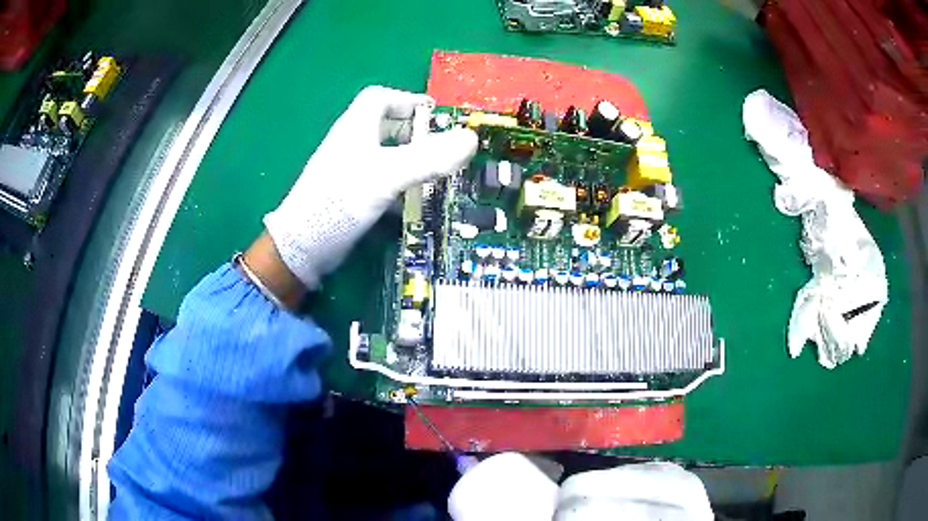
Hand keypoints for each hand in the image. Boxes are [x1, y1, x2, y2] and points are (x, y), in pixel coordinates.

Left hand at [261, 86, 477, 291]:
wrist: (303, 246)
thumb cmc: (341, 200)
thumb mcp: (387, 175)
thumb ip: (429, 157)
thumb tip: (471, 139)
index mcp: (355, 126)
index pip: (381, 97)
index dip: (409, 100)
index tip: (437, 117)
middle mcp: (351, 142)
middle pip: (387, 125)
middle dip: (416, 133)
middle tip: (443, 149)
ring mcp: (350, 169)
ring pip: (386, 153)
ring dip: (411, 160)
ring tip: (438, 174)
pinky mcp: (351, 193)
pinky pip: (381, 179)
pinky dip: (400, 184)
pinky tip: (415, 200)